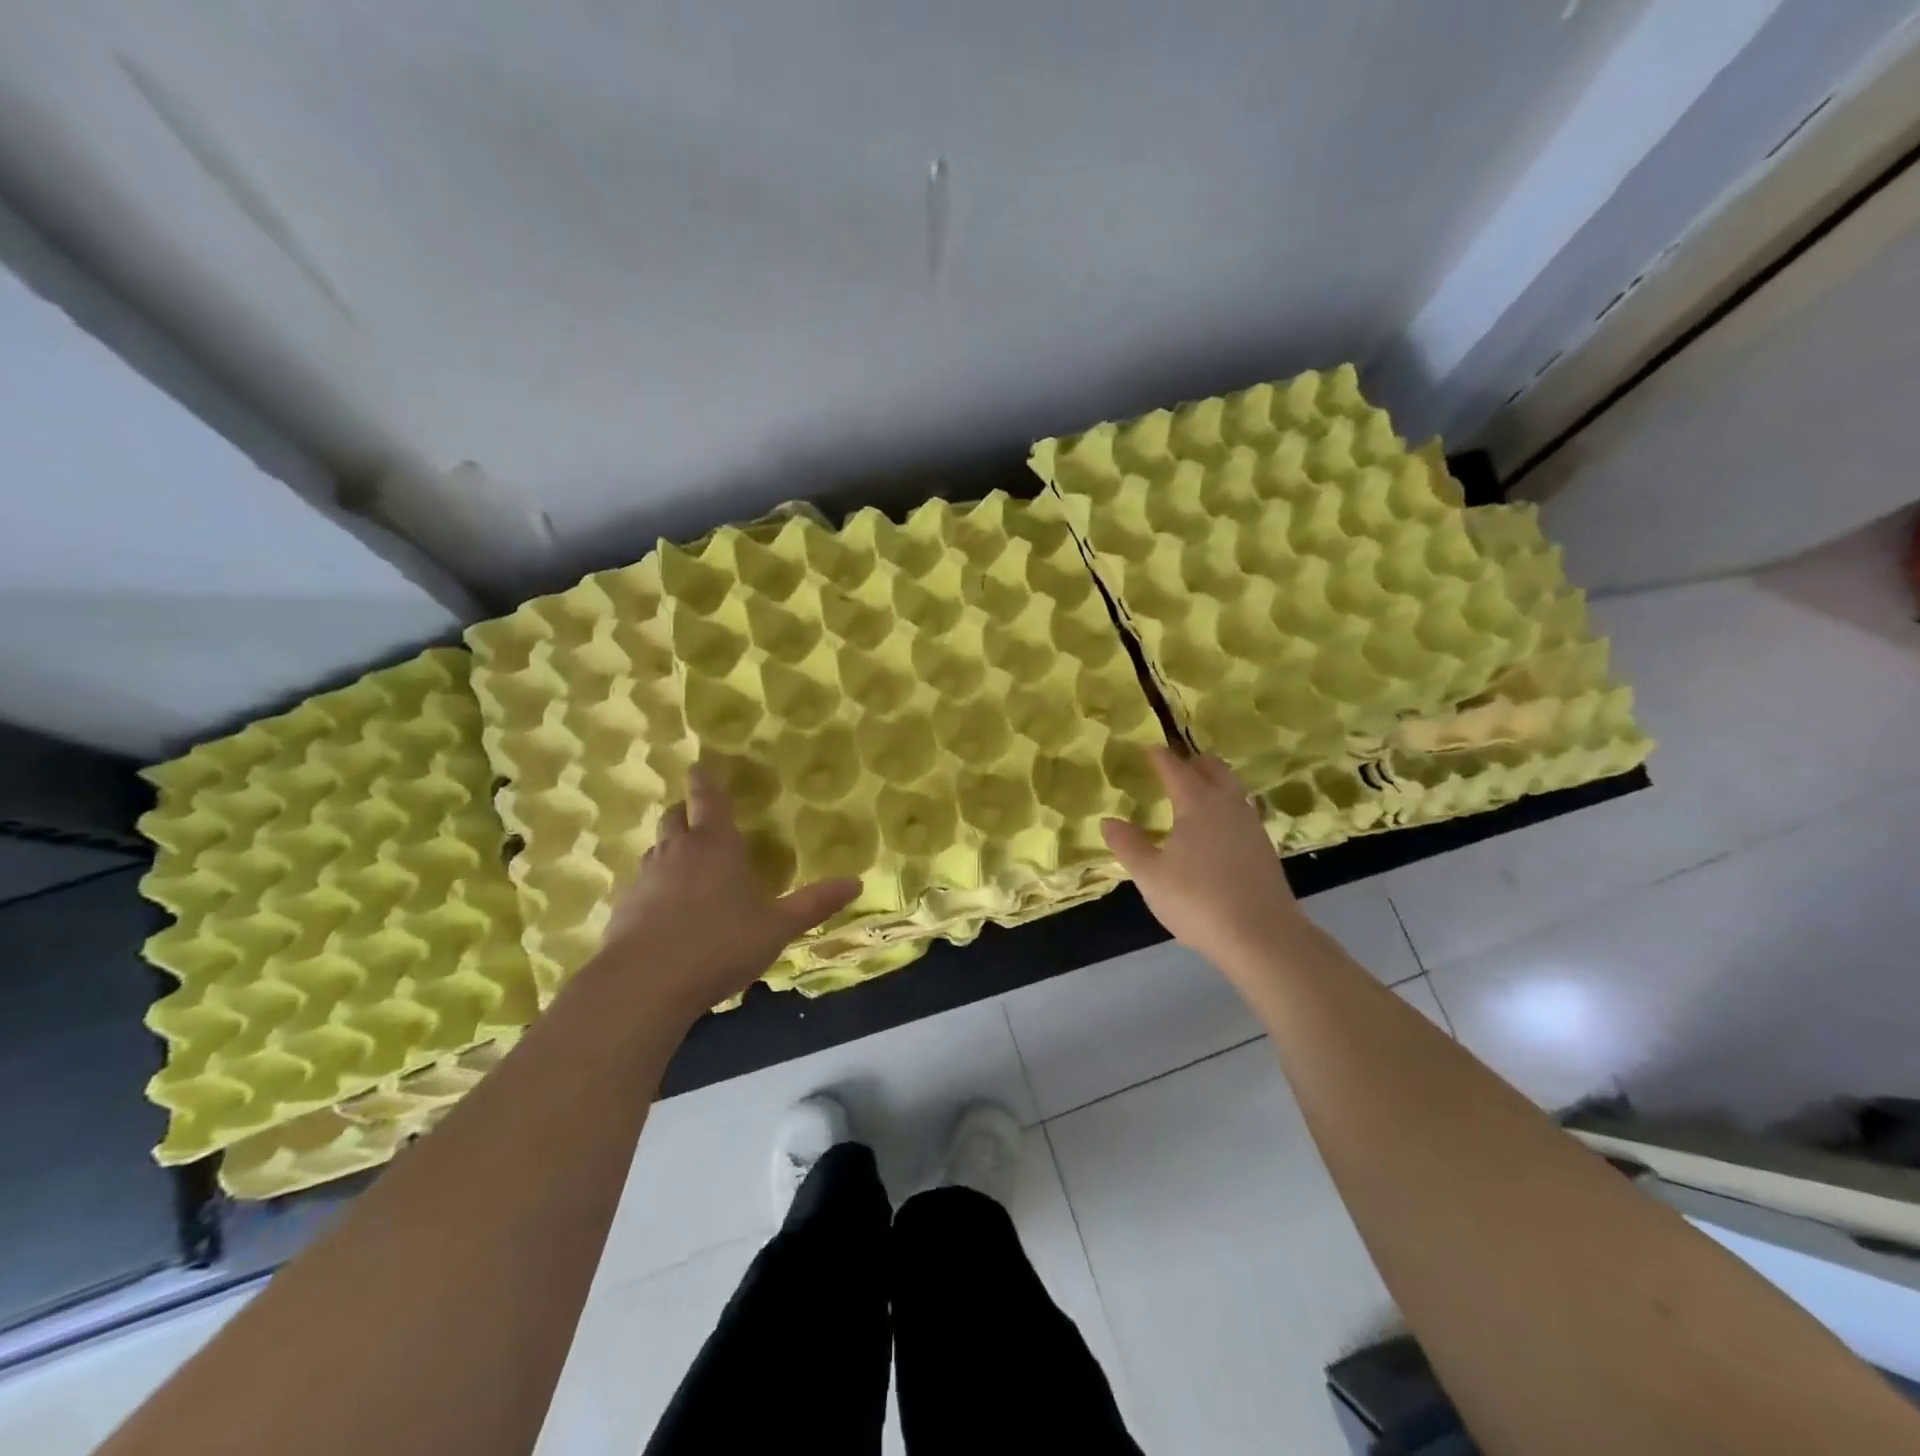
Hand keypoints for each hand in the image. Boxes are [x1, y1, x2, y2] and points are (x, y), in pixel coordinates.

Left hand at [593, 765, 859, 1017]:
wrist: (644, 985)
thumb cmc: (720, 944)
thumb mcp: (778, 927)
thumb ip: (814, 904)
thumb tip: (856, 882)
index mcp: (716, 845)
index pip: (707, 799)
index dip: (704, 781)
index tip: (698, 767)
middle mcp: (677, 852)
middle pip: (673, 817)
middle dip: (684, 811)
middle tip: (696, 815)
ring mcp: (645, 879)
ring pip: (655, 849)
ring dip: (669, 848)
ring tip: (685, 864)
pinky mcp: (622, 908)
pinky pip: (640, 884)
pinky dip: (653, 886)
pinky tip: (663, 910)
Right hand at [1101, 749, 1305, 975]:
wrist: (1262, 936)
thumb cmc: (1198, 900)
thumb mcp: (1150, 876)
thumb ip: (1128, 845)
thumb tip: (1108, 821)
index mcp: (1196, 804)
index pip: (1175, 769)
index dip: (1160, 757)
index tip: (1149, 748)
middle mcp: (1227, 805)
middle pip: (1213, 769)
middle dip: (1194, 761)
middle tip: (1177, 764)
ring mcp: (1251, 825)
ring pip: (1233, 788)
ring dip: (1215, 781)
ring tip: (1198, 790)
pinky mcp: (1264, 848)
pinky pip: (1243, 811)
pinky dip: (1227, 805)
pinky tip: (1220, 826)